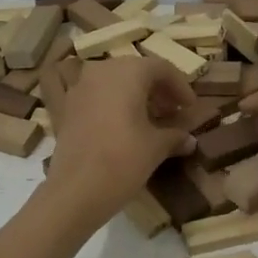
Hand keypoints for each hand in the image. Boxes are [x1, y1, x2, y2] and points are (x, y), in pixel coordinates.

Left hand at [44, 56, 198, 226]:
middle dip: (158, 89)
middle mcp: (102, 71)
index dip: (180, 86)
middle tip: (173, 112)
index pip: (161, 68)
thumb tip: (190, 139)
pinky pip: (97, 95)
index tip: (190, 107)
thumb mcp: (156, 147)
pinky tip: (123, 127)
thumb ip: (175, 136)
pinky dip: (113, 104)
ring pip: (115, 81)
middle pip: (136, 71)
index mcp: (128, 72)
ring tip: (150, 120)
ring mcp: (80, 87)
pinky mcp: (67, 107)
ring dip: (135, 95)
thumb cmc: (123, 160)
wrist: (75, 190)